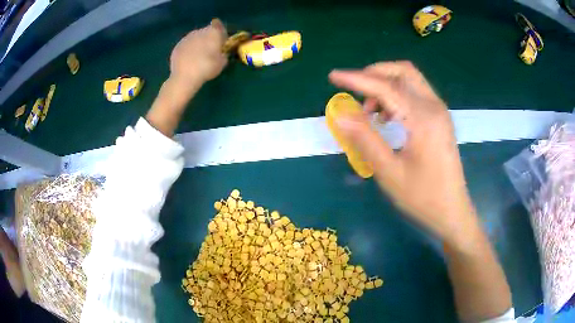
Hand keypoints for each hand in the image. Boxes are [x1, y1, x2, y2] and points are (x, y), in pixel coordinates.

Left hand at [170, 18, 227, 85]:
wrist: (185, 76)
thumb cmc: (207, 67)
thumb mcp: (222, 62)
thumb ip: (223, 53)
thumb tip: (221, 52)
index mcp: (213, 32)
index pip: (218, 26)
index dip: (220, 33)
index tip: (220, 42)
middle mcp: (199, 31)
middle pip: (205, 32)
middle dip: (208, 39)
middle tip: (209, 51)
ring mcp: (186, 38)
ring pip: (194, 38)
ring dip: (197, 44)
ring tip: (197, 57)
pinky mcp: (177, 46)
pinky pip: (185, 46)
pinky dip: (187, 50)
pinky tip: (188, 61)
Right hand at [329, 61, 479, 249]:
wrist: (453, 212)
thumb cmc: (423, 198)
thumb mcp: (390, 173)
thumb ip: (365, 140)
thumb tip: (340, 115)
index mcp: (423, 119)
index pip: (385, 87)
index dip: (356, 79)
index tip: (333, 76)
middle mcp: (434, 107)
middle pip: (403, 71)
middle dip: (375, 73)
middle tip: (354, 91)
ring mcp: (440, 111)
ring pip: (410, 80)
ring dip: (386, 84)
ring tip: (369, 111)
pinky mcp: (440, 119)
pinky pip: (416, 93)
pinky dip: (397, 94)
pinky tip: (387, 117)